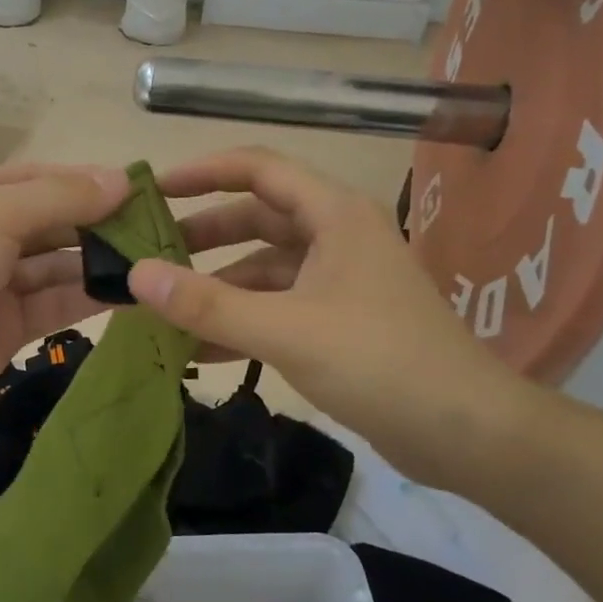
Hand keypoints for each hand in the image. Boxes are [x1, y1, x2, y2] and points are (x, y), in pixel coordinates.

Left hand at [0, 161, 131, 450]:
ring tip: (156, 260)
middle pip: (53, 222)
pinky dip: (90, 298)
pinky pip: (56, 305)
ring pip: (59, 265)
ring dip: (101, 262)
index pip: (40, 178)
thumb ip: (59, 197)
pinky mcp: (8, 329)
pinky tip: (132, 293)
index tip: (142, 189)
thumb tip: (123, 179)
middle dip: (101, 223)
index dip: (89, 181)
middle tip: (160, 228)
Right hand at [127, 147, 536, 487]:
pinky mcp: (340, 319)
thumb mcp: (286, 330)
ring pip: (265, 267)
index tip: (154, 189)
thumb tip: (137, 276)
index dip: (204, 172)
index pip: (259, 169)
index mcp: (334, 214)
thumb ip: (208, 303)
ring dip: (219, 285)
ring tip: (165, 306)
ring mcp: (341, 279)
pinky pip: (279, 305)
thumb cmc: (378, 362)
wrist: (465, 432)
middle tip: (150, 252)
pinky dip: (242, 319)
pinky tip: (201, 348)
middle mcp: (337, 236)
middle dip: (204, 235)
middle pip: (258, 218)